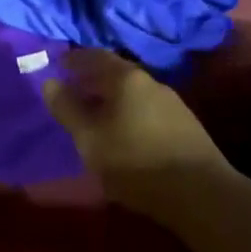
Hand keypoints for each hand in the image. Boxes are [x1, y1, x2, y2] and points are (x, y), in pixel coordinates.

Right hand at [43, 49, 224, 221]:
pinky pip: (148, 110)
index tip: (58, 64)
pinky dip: (129, 113)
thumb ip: (67, 108)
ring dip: (112, 99)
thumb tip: (50, 82)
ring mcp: (173, 104)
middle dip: (93, 80)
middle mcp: (152, 82)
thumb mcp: (89, 138)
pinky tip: (125, 133)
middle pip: (116, 73)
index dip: (75, 59)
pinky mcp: (186, 127)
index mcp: (126, 78)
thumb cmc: (135, 161)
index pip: (95, 56)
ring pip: (133, 93)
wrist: (201, 195)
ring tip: (96, 115)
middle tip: (73, 91)